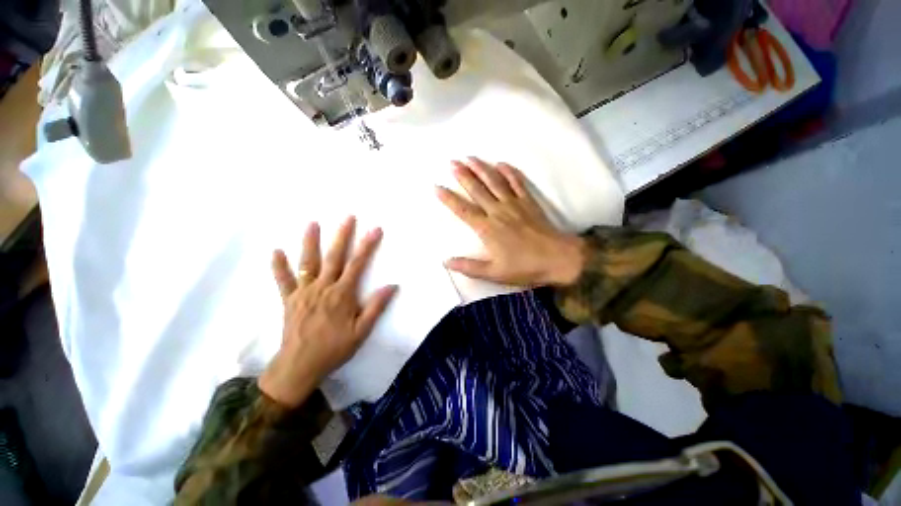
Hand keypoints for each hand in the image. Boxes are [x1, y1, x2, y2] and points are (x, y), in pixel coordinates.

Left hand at [259, 217, 397, 407]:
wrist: (300, 366)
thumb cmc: (334, 348)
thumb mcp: (361, 331)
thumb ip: (376, 307)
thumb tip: (392, 286)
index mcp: (342, 294)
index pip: (358, 264)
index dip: (367, 245)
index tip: (375, 229)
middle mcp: (323, 287)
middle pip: (334, 257)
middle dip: (342, 235)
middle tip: (348, 217)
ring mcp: (303, 292)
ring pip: (307, 262)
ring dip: (310, 242)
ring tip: (313, 223)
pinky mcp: (289, 299)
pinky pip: (282, 280)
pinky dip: (279, 266)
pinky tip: (276, 251)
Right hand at [436, 158, 584, 286]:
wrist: (558, 259)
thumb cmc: (524, 267)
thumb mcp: (494, 273)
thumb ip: (469, 267)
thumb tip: (446, 262)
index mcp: (487, 229)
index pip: (463, 210)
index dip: (449, 199)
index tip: (437, 187)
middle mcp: (498, 211)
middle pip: (477, 190)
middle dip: (463, 175)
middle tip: (452, 162)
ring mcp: (514, 204)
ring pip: (495, 181)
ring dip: (481, 168)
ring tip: (470, 157)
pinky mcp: (528, 202)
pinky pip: (517, 182)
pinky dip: (509, 171)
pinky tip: (501, 164)